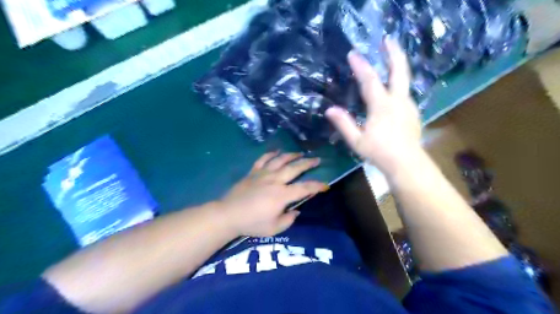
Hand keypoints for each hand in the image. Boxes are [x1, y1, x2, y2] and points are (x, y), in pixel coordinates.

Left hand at [219, 150, 329, 235]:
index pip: (305, 188)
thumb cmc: (252, 223)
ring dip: (292, 155)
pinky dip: (270, 154)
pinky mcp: (253, 172)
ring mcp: (263, 174)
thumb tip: (295, 210)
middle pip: (295, 168)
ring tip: (300, 153)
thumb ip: (288, 220)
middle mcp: (275, 180)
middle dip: (308, 163)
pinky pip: (263, 160)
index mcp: (282, 195)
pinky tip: (276, 151)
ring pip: (280, 160)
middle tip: (317, 159)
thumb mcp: (274, 229)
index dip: (317, 186)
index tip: (325, 185)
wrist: (228, 214)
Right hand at [327, 39, 421, 173]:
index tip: (353, 53)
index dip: (360, 66)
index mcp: (381, 106)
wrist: (407, 163)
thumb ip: (344, 124)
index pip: (370, 80)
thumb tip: (329, 110)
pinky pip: (404, 92)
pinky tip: (393, 87)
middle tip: (387, 40)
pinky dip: (398, 83)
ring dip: (397, 66)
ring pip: (404, 80)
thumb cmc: (379, 153)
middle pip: (398, 71)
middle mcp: (397, 100)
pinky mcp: (413, 112)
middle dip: (393, 53)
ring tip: (389, 59)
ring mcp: (408, 105)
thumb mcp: (357, 141)